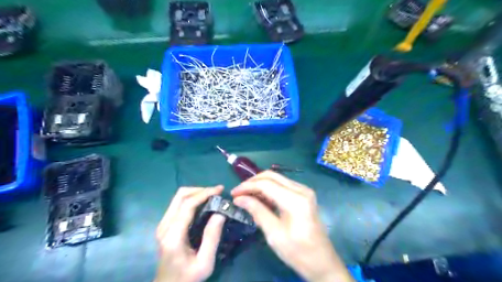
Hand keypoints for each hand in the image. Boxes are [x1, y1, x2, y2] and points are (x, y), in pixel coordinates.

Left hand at [156, 185, 225, 281]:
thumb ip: (212, 237)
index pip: (187, 205)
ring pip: (178, 197)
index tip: (220, 190)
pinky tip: (203, 204)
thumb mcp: (205, 263)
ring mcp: (162, 224)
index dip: (204, 193)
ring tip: (212, 196)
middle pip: (180, 195)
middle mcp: (164, 226)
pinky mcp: (164, 225)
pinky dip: (191, 199)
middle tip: (217, 192)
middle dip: (200, 190)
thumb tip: (221, 212)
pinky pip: (178, 204)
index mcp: (173, 235)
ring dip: (196, 193)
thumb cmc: (188, 278)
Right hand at [231, 170, 351, 281]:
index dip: (247, 186)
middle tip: (239, 192)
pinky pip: (283, 185)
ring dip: (260, 184)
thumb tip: (239, 198)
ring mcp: (305, 191)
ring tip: (246, 195)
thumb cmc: (298, 252)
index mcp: (295, 200)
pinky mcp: (304, 195)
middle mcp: (302, 189)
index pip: (266, 184)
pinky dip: (269, 188)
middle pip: (272, 176)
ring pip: (277, 178)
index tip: (233, 194)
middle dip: (253, 182)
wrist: (322, 262)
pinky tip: (260, 197)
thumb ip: (257, 211)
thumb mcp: (274, 234)